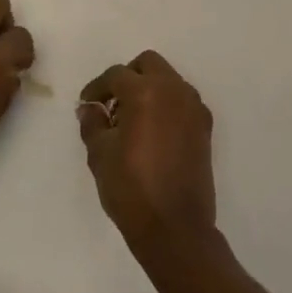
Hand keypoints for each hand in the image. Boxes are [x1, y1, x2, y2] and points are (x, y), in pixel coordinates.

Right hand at [77, 51, 217, 258]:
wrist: (175, 228)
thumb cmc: (131, 189)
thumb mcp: (100, 155)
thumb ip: (93, 123)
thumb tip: (90, 108)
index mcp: (146, 92)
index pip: (116, 75)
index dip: (97, 87)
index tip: (87, 104)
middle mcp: (174, 90)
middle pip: (148, 64)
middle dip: (127, 77)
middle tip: (112, 104)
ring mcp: (193, 107)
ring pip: (168, 79)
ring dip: (149, 89)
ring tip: (132, 120)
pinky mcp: (205, 127)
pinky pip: (182, 100)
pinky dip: (167, 105)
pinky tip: (153, 132)